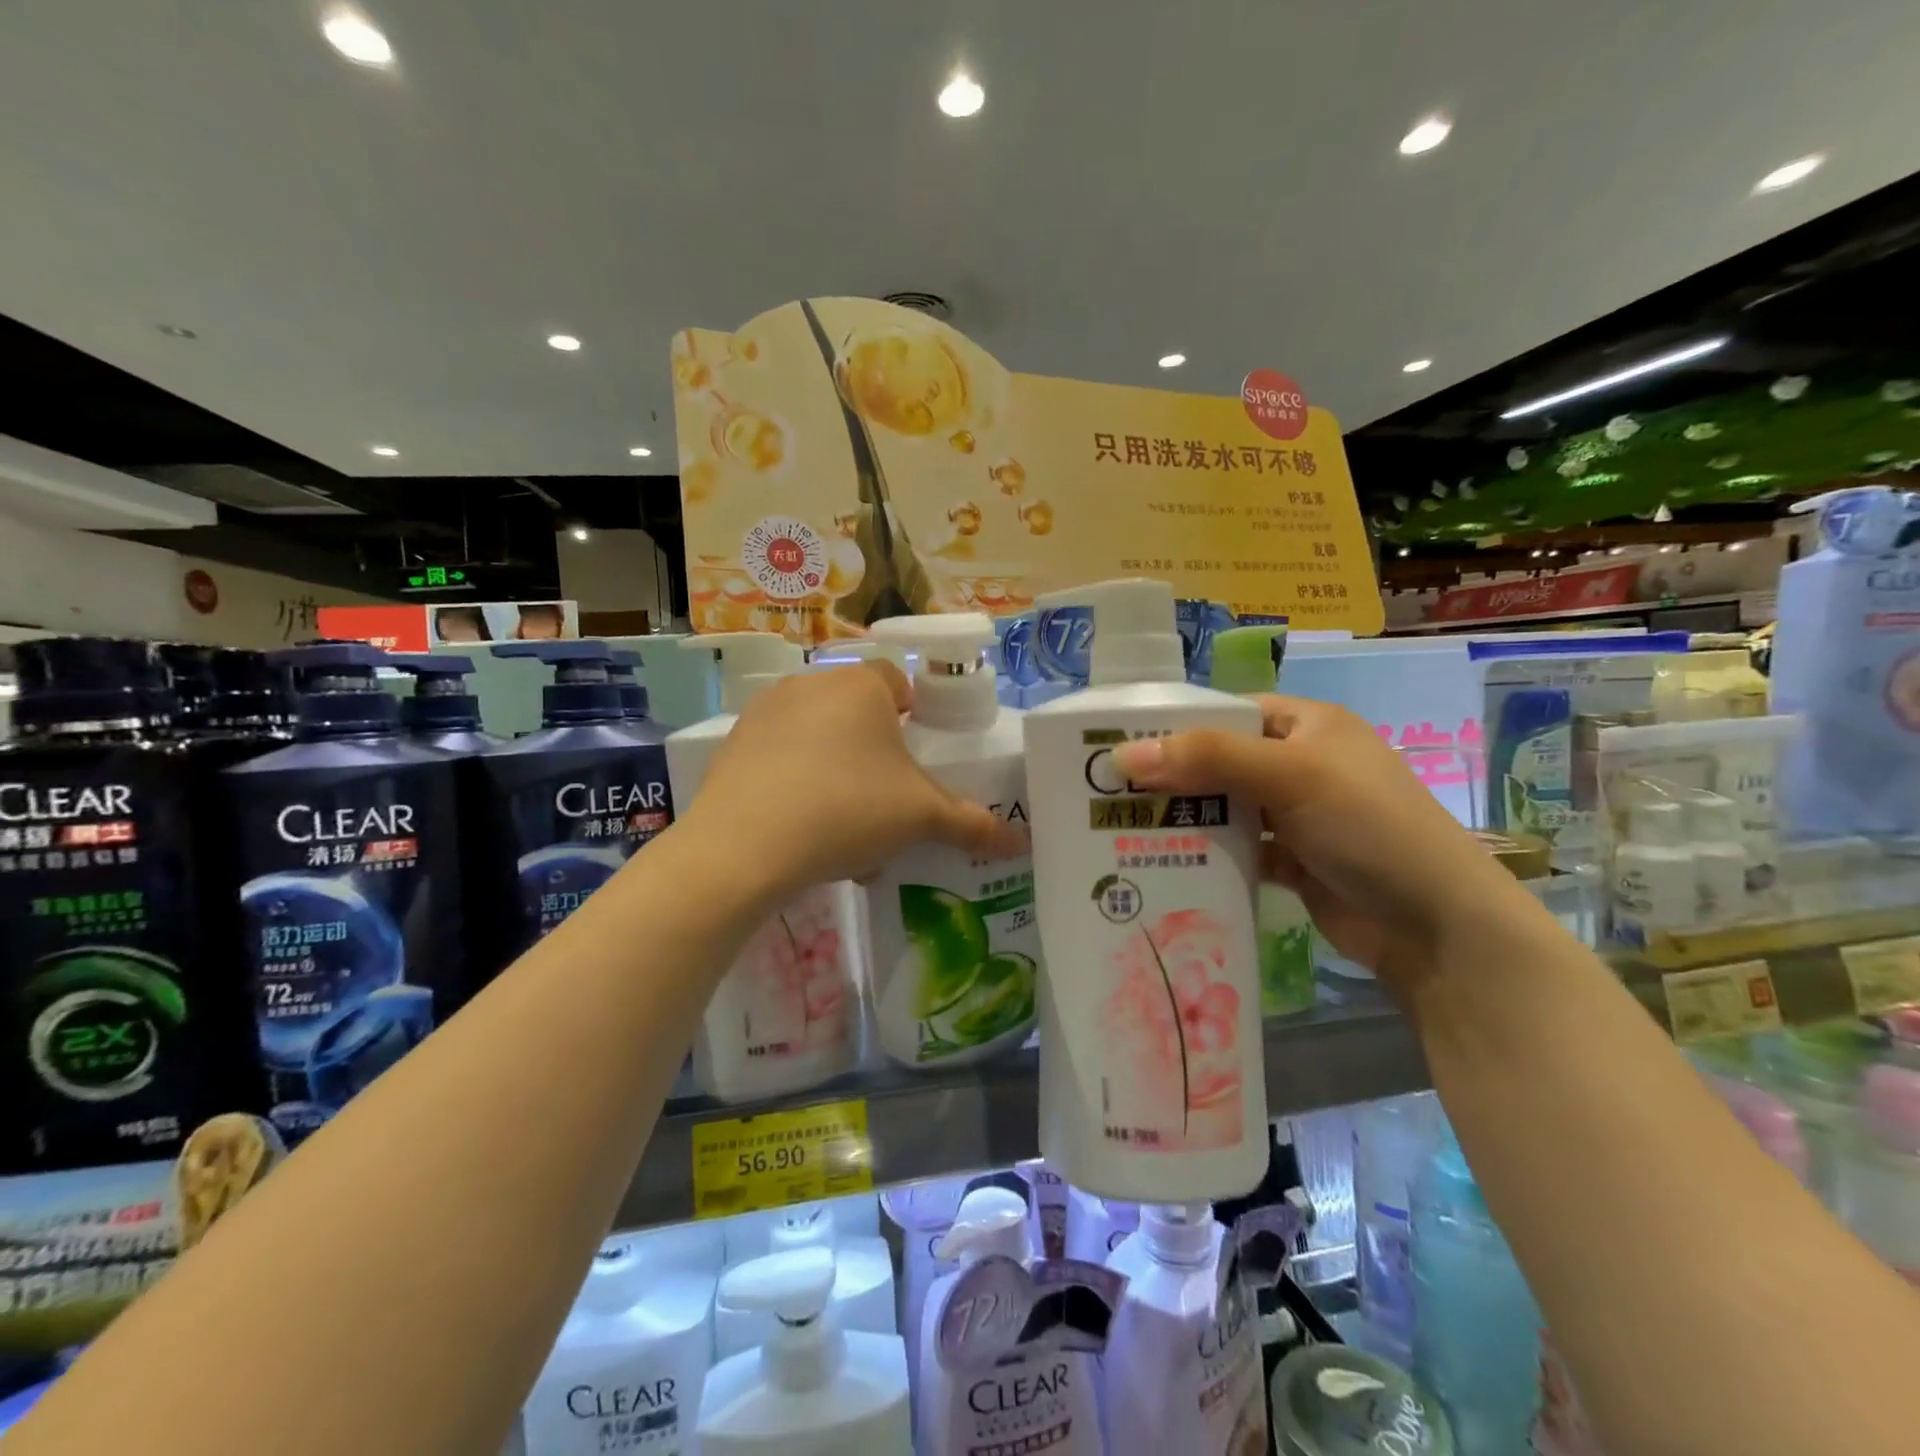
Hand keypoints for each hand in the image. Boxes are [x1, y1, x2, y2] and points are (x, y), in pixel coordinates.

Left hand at [684, 662, 1023, 898]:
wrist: (744, 846)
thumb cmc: (847, 810)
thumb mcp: (920, 818)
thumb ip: (971, 824)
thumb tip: (1019, 843)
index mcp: (862, 686)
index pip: (898, 680)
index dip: (914, 714)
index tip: (916, 756)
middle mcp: (811, 684)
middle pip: (856, 712)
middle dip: (874, 752)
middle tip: (885, 800)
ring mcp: (765, 712)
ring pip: (817, 737)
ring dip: (836, 771)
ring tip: (844, 828)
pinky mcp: (733, 745)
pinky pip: (779, 758)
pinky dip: (796, 784)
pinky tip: (801, 832)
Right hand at [1113, 695, 1528, 990]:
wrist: (1435, 925)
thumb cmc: (1368, 826)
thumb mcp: (1290, 775)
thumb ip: (1208, 758)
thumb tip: (1123, 755)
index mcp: (1307, 725)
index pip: (1228, 712)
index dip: (1176, 724)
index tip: (1119, 745)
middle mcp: (1300, 764)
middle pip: (1220, 761)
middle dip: (1171, 776)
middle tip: (1108, 792)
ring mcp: (1297, 815)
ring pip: (1225, 807)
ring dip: (1184, 818)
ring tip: (1122, 827)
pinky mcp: (1292, 861)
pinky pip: (1237, 849)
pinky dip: (1207, 854)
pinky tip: (1164, 862)